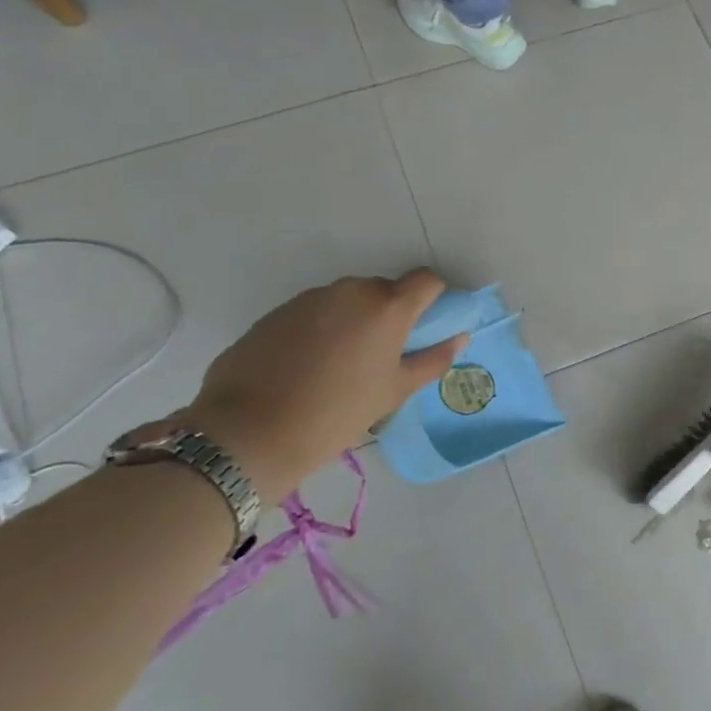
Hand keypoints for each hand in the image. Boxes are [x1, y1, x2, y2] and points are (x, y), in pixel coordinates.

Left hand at [153, 271, 467, 504]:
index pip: (426, 280)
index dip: (433, 297)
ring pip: (347, 300)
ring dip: (354, 321)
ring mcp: (309, 299)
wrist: (251, 431)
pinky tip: (309, 367)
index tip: (427, 325)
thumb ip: (433, 359)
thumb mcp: (396, 391)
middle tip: (382, 355)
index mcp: (387, 307)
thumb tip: (459, 337)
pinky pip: (314, 312)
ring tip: (341, 365)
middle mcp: (350, 290)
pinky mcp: (276, 313)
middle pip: (384, 290)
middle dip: (390, 314)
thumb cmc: (339, 412)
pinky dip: (322, 330)